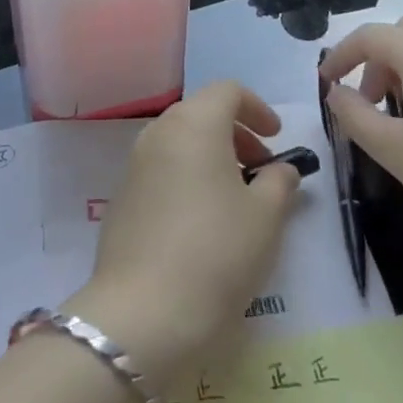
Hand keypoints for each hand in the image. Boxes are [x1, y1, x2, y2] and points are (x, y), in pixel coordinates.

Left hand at [64, 82, 301, 386]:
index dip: (257, 108)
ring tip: (237, 198)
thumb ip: (279, 182)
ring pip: (180, 142)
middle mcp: (159, 132)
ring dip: (211, 156)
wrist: (143, 312)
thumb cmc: (216, 252)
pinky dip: (187, 177)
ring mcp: (134, 164)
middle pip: (201, 113)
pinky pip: (162, 169)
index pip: (227, 91)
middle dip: (236, 133)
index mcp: (194, 124)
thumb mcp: (265, 217)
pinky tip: (203, 220)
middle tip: (262, 169)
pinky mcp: (122, 197)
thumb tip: (281, 169)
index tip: (277, 138)